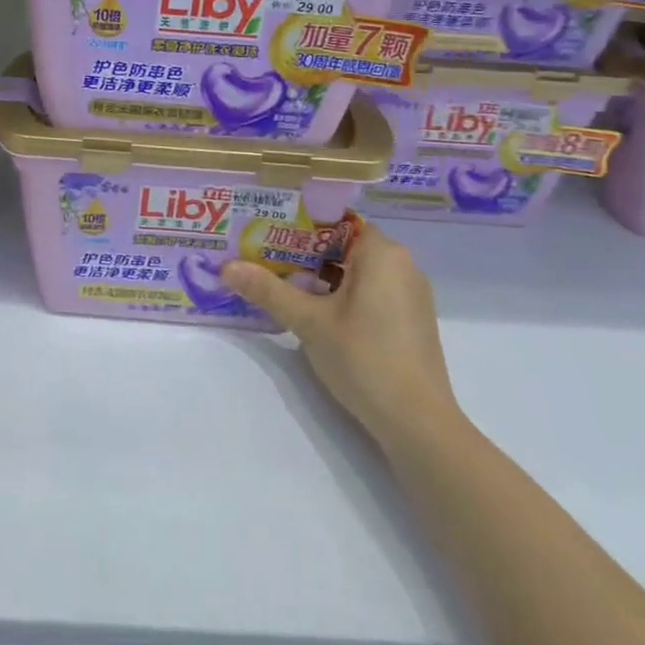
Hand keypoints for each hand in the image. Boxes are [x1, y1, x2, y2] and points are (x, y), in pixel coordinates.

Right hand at [223, 223, 459, 452]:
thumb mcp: (308, 321)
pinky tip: (314, 311)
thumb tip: (226, 267)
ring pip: (357, 270)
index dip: (299, 223)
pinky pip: (371, 291)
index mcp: (382, 252)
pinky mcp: (410, 321)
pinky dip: (342, 294)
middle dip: (304, 252)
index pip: (335, 220)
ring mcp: (410, 295)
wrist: (418, 424)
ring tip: (280, 282)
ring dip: (321, 275)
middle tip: (263, 256)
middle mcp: (402, 265)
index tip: (266, 230)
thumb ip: (268, 290)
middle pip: (344, 245)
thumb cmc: (363, 357)